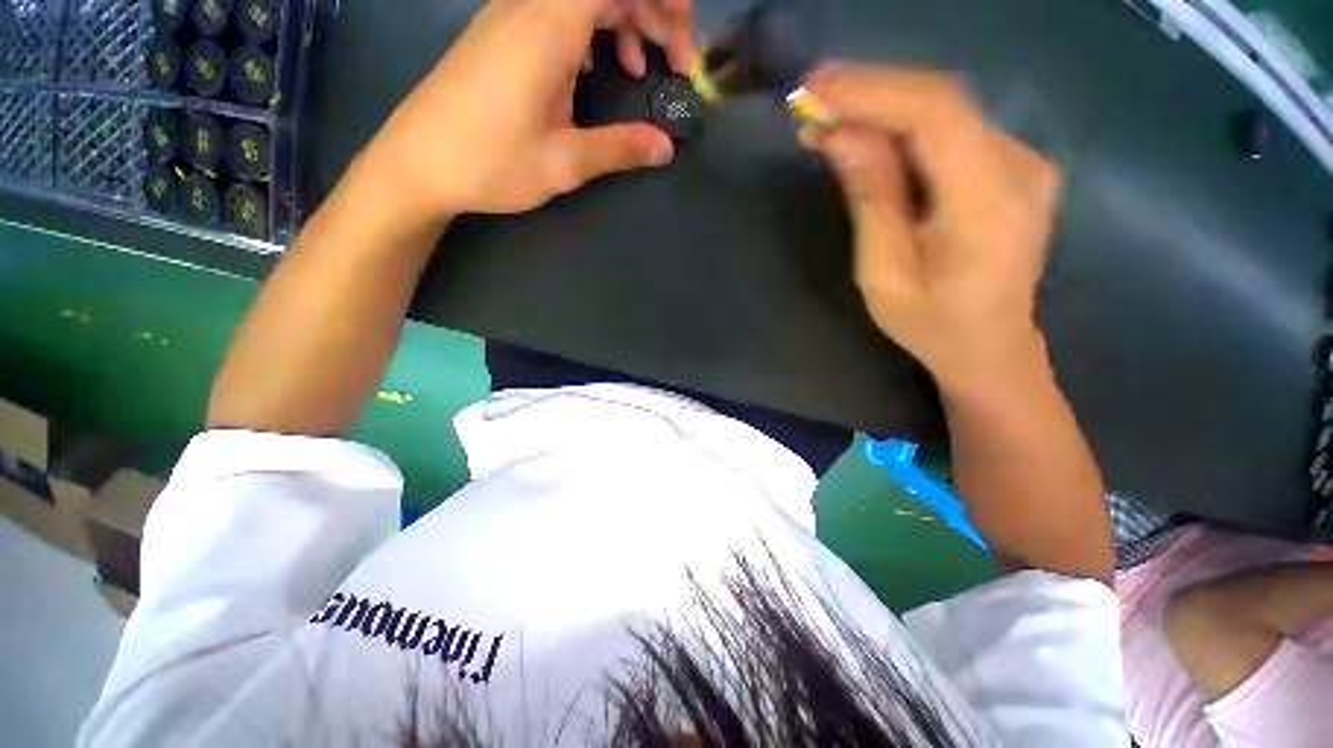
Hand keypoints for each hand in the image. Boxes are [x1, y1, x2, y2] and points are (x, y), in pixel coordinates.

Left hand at [359, 0, 692, 219]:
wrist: (416, 164)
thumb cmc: (490, 163)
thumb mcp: (564, 163)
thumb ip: (620, 149)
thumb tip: (665, 147)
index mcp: (548, 27)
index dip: (663, 5)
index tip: (684, 53)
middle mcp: (529, 6)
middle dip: (652, 14)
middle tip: (673, 64)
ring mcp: (510, 16)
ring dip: (621, 21)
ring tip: (637, 70)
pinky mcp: (500, 33)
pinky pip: (556, 11)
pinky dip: (589, 30)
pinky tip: (592, 70)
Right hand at [803, 66, 1062, 392]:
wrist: (991, 346)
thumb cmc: (930, 324)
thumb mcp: (883, 274)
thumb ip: (870, 201)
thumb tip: (840, 136)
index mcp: (989, 205)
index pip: (935, 115)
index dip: (872, 91)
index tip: (815, 88)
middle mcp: (1020, 167)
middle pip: (942, 102)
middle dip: (871, 93)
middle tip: (812, 97)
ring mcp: (1024, 162)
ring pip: (945, 111)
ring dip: (883, 108)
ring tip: (829, 118)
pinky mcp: (1013, 165)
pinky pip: (953, 130)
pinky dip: (905, 126)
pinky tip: (870, 138)